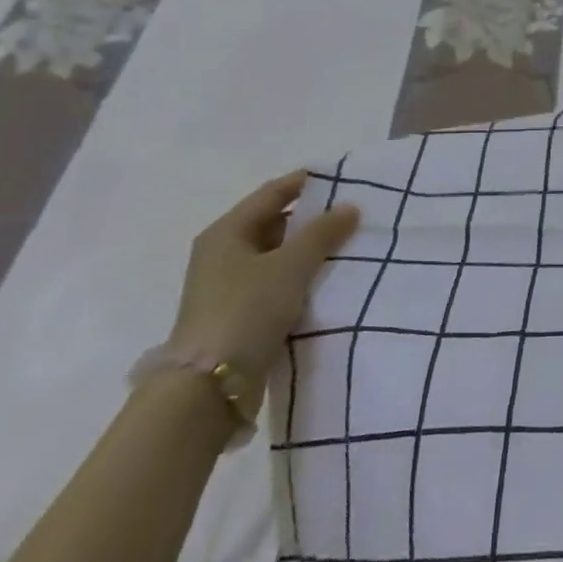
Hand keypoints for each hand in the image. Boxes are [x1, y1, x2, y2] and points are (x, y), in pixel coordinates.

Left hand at [170, 171, 360, 378]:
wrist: (210, 383)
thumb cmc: (247, 309)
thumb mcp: (290, 265)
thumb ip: (322, 233)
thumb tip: (350, 206)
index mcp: (226, 232)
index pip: (271, 194)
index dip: (304, 183)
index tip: (341, 177)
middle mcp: (223, 253)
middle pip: (273, 223)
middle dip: (311, 219)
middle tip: (352, 214)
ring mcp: (228, 285)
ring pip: (276, 255)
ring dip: (308, 250)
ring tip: (348, 246)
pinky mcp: (239, 313)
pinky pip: (276, 282)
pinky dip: (300, 276)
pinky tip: (328, 280)